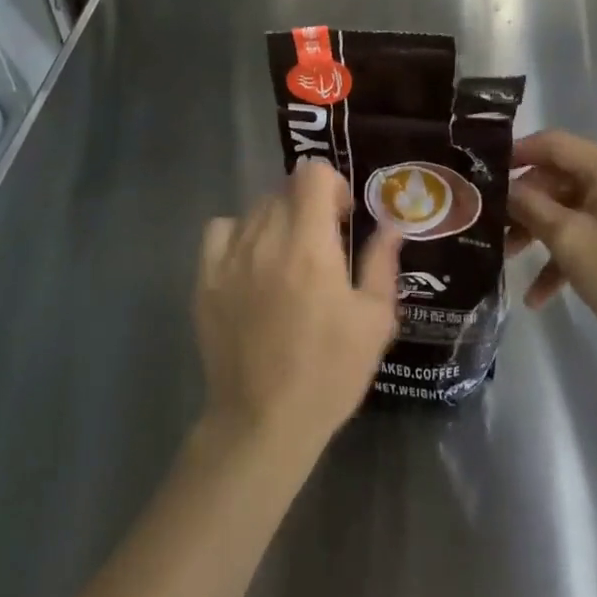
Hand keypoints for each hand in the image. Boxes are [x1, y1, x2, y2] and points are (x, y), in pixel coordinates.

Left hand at [195, 160, 402, 459]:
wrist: (263, 422)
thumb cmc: (329, 372)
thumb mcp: (374, 320)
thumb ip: (381, 262)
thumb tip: (391, 224)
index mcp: (310, 245)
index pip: (311, 174)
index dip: (332, 185)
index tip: (343, 218)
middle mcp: (266, 239)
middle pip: (285, 189)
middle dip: (309, 206)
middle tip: (322, 244)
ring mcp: (230, 257)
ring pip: (256, 208)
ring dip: (278, 219)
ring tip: (288, 257)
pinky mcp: (205, 278)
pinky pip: (221, 230)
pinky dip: (240, 233)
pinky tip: (252, 262)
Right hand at [508, 131, 596, 370]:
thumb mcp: (568, 240)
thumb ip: (530, 206)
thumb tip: (502, 189)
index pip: (554, 143)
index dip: (516, 153)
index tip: (483, 172)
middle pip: (560, 176)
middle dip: (525, 202)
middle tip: (491, 224)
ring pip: (571, 207)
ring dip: (540, 230)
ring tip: (506, 258)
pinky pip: (590, 231)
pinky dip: (565, 254)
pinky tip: (538, 295)